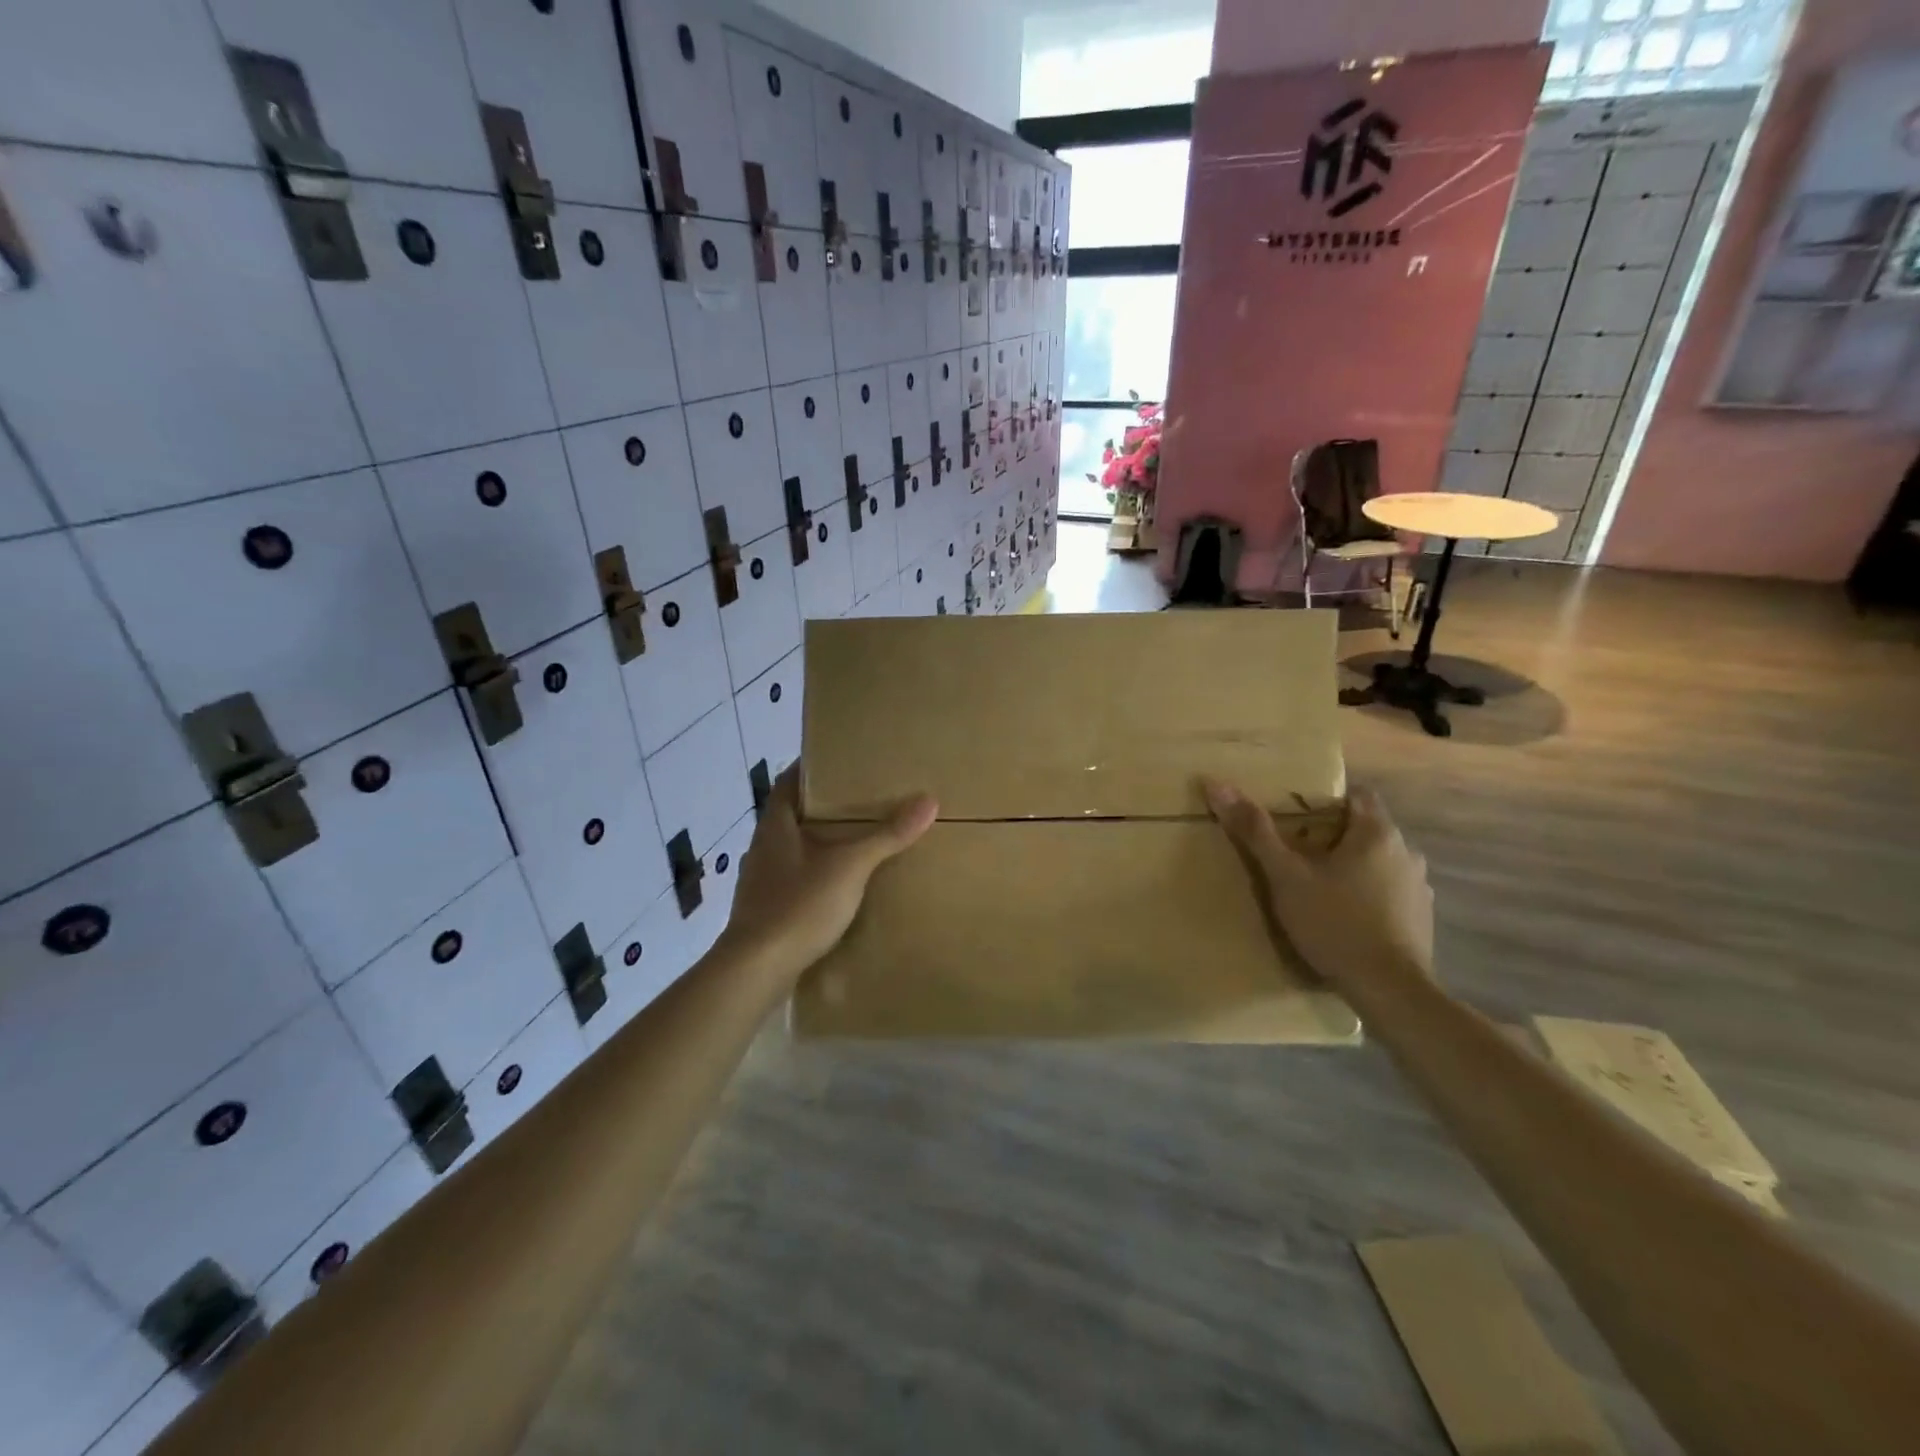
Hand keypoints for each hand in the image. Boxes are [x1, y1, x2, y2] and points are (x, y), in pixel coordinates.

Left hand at [720, 766, 937, 983]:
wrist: (756, 969)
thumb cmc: (799, 905)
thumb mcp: (850, 867)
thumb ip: (887, 835)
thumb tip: (928, 800)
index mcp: (775, 824)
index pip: (790, 780)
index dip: (813, 768)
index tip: (843, 762)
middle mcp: (763, 845)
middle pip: (794, 813)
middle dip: (825, 806)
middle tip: (863, 799)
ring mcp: (761, 879)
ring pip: (794, 847)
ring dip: (820, 841)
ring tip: (857, 839)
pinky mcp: (766, 908)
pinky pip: (795, 877)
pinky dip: (816, 873)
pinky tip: (839, 884)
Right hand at [1201, 779, 1433, 983]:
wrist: (1388, 990)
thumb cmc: (1335, 922)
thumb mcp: (1285, 876)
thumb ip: (1254, 831)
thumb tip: (1217, 784)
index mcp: (1378, 833)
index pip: (1356, 794)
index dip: (1326, 799)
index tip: (1296, 813)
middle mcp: (1407, 852)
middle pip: (1366, 829)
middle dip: (1333, 835)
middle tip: (1295, 851)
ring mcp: (1419, 888)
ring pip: (1379, 862)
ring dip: (1353, 866)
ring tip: (1317, 886)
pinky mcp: (1421, 919)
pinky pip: (1390, 892)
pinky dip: (1368, 895)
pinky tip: (1344, 916)